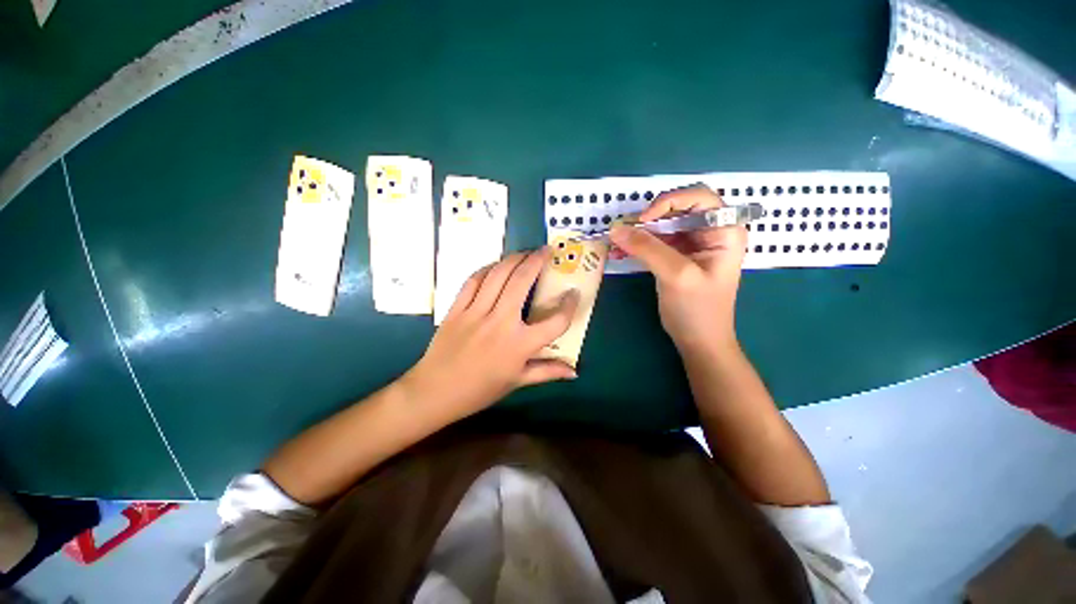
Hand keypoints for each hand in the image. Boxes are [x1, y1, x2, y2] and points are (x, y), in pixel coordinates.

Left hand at [401, 250, 579, 420]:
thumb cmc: (480, 390)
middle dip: (537, 261)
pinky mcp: (456, 309)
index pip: (555, 322)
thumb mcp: (517, 382)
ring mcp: (476, 313)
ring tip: (524, 253)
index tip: (574, 293)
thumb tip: (574, 372)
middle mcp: (500, 323)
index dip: (569, 306)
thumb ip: (547, 372)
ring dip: (513, 259)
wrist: (435, 392)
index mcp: (519, 345)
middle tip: (546, 251)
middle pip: (522, 282)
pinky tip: (496, 266)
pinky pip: (473, 281)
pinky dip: (487, 269)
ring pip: (497, 275)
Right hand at [609, 184, 745, 353]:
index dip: (669, 201)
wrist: (698, 340)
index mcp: (725, 231)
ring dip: (641, 231)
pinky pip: (657, 239)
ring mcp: (694, 243)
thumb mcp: (675, 275)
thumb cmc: (697, 310)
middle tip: (627, 232)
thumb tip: (616, 228)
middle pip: (679, 208)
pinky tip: (622, 250)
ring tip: (618, 242)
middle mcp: (712, 231)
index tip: (642, 220)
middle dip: (651, 217)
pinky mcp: (678, 255)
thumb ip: (647, 248)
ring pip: (665, 223)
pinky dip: (639, 243)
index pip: (699, 197)